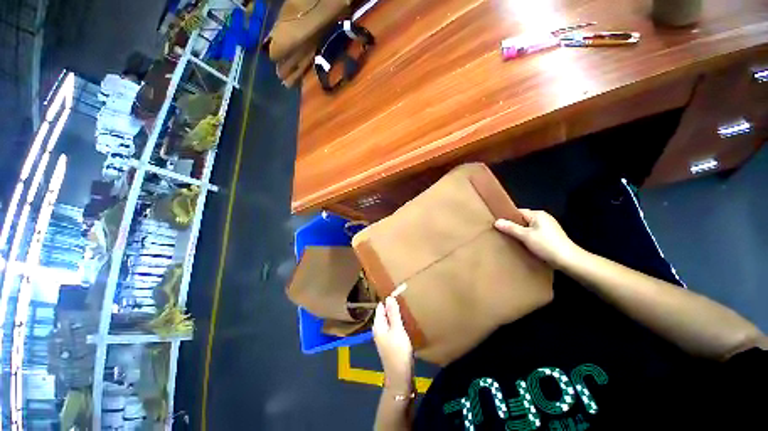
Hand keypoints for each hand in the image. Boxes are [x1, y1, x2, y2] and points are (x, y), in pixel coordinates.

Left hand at [373, 297, 413, 390]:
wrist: (400, 376)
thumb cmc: (398, 351)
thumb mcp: (397, 330)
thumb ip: (393, 314)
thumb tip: (389, 297)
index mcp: (378, 325)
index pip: (381, 307)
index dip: (388, 299)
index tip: (398, 292)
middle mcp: (378, 329)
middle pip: (384, 313)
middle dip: (392, 306)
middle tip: (403, 298)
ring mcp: (384, 337)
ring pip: (389, 320)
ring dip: (395, 314)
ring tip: (405, 307)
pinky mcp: (390, 342)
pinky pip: (392, 327)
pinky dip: (397, 322)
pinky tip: (404, 321)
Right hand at [494, 209, 582, 268]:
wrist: (568, 260)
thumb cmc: (546, 245)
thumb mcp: (525, 236)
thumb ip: (510, 228)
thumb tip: (497, 221)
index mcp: (538, 214)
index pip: (518, 212)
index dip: (508, 218)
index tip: (498, 225)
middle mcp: (544, 218)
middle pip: (522, 220)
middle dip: (513, 226)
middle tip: (502, 233)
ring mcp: (548, 227)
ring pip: (528, 227)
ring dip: (520, 233)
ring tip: (510, 240)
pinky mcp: (550, 236)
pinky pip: (533, 233)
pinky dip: (527, 237)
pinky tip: (523, 244)